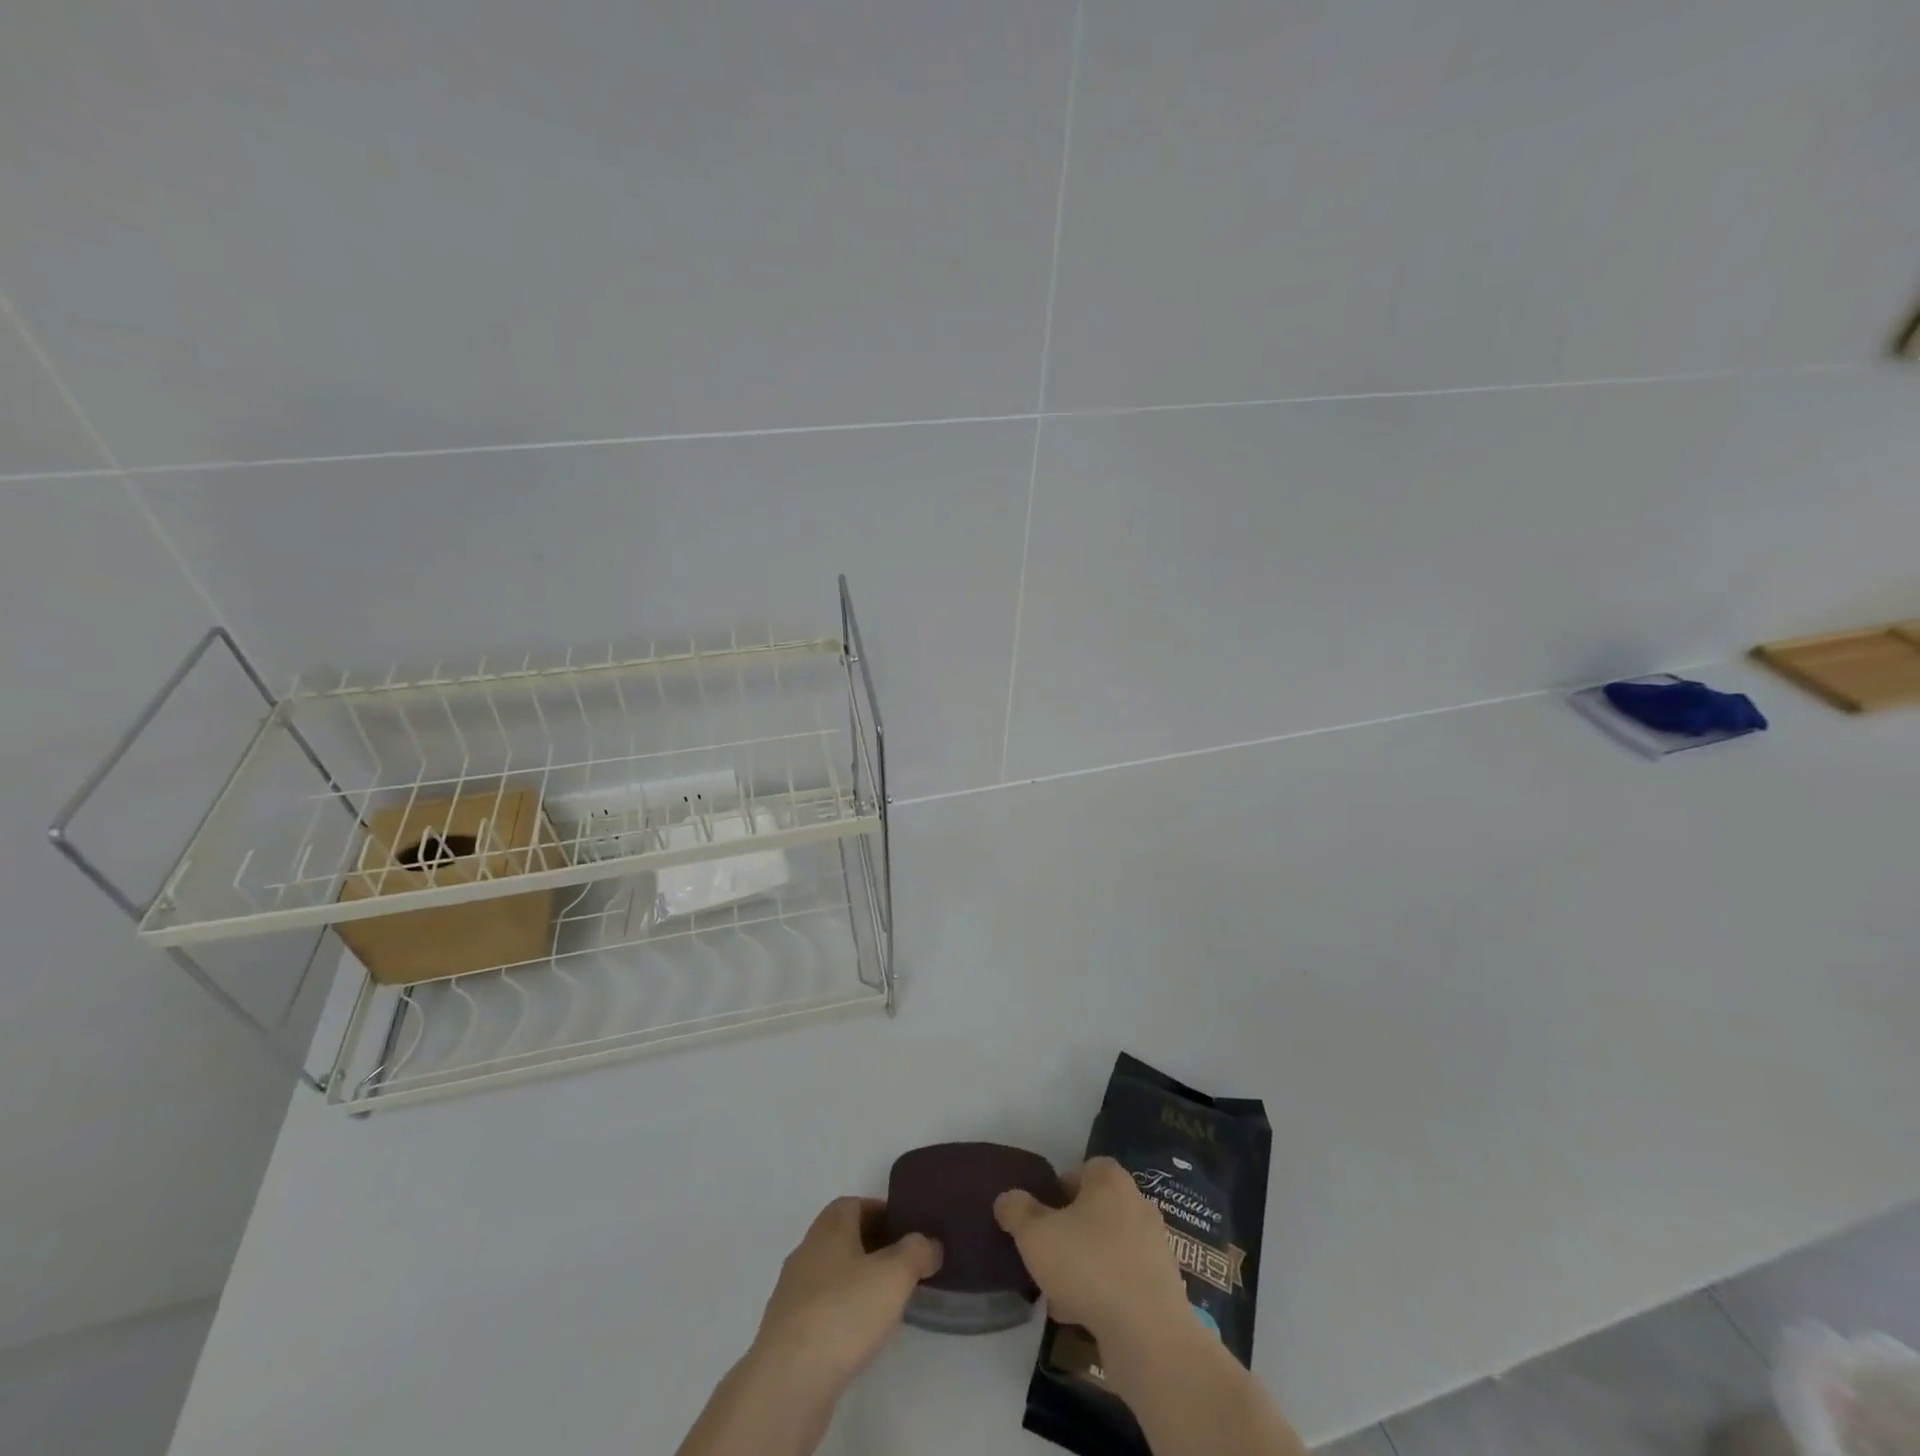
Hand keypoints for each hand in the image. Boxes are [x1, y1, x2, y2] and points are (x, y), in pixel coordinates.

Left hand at [750, 1196, 942, 1397]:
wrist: (788, 1380)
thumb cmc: (844, 1311)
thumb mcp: (895, 1274)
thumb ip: (917, 1251)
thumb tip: (930, 1243)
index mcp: (829, 1226)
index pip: (856, 1204)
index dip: (883, 1213)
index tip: (908, 1231)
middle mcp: (807, 1249)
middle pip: (844, 1237)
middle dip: (874, 1247)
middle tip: (904, 1266)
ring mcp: (793, 1292)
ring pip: (832, 1274)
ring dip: (858, 1282)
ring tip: (887, 1303)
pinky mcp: (788, 1331)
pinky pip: (822, 1308)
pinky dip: (842, 1312)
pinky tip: (859, 1335)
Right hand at [994, 1157, 1188, 1348]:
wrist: (1149, 1335)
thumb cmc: (1088, 1267)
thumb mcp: (1035, 1235)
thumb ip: (1016, 1211)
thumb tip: (1007, 1199)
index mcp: (1111, 1180)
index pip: (1082, 1170)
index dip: (1057, 1190)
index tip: (1039, 1218)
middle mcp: (1137, 1204)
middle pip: (1093, 1211)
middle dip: (1068, 1232)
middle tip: (1045, 1256)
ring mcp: (1153, 1246)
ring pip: (1106, 1248)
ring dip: (1082, 1266)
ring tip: (1056, 1293)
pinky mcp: (1161, 1286)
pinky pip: (1122, 1279)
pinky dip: (1103, 1292)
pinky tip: (1080, 1316)